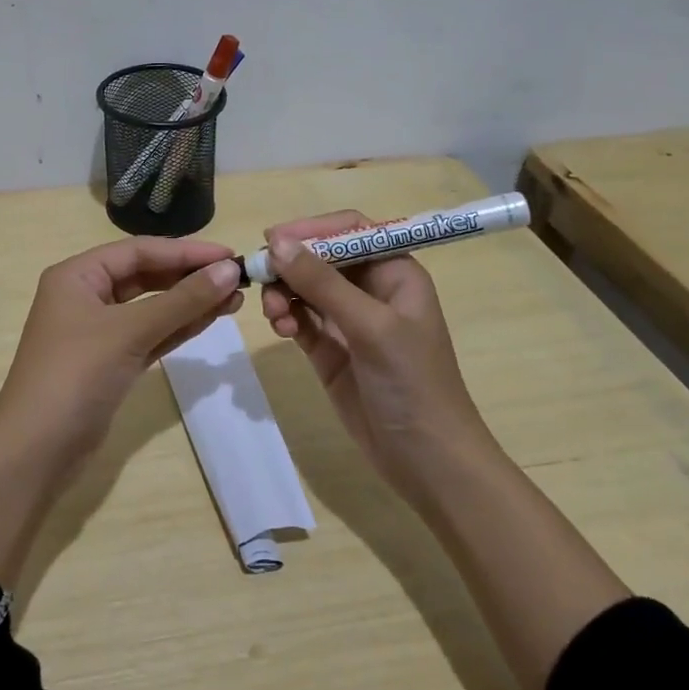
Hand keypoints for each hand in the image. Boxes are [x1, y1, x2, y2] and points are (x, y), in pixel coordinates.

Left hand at [0, 237, 242, 587]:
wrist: (35, 452)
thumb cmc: (75, 376)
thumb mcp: (128, 332)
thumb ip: (181, 301)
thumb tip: (229, 271)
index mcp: (77, 276)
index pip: (138, 252)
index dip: (185, 251)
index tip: (229, 256)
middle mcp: (85, 296)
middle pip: (145, 275)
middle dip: (189, 276)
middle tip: (237, 279)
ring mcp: (97, 332)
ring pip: (150, 307)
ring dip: (189, 302)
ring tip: (234, 298)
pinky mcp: (110, 362)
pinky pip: (150, 335)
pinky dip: (177, 328)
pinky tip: (210, 320)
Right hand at [260, 210, 489, 497]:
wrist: (427, 460)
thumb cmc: (413, 383)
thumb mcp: (371, 327)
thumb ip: (323, 283)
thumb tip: (276, 242)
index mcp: (395, 273)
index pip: (350, 230)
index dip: (312, 229)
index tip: (272, 237)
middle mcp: (371, 290)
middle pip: (320, 257)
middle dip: (291, 264)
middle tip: (261, 276)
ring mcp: (349, 321)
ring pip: (304, 288)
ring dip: (284, 293)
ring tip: (275, 314)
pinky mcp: (330, 350)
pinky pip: (300, 319)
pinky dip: (286, 317)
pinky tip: (281, 329)